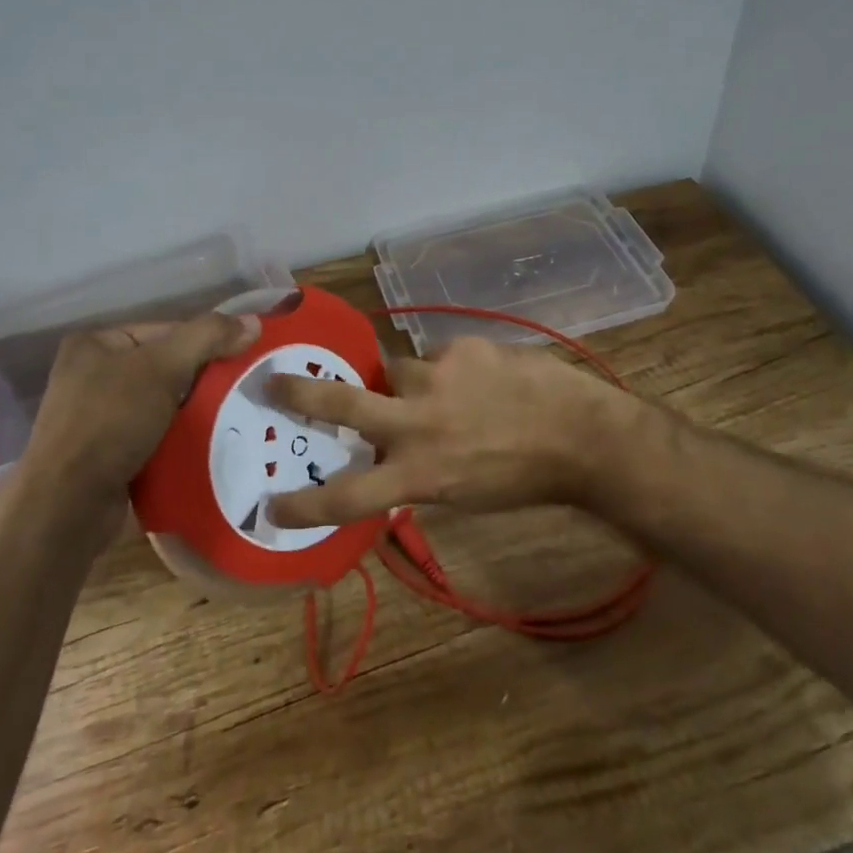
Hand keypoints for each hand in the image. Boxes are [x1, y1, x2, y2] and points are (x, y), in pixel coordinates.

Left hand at [24, 310, 260, 512]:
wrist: (67, 507)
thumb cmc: (110, 421)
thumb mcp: (163, 367)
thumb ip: (208, 337)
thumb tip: (253, 322)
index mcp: (96, 344)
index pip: (166, 331)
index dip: (205, 342)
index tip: (240, 360)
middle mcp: (91, 376)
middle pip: (165, 368)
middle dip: (202, 381)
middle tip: (240, 391)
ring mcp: (96, 419)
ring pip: (163, 405)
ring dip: (193, 414)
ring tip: (232, 418)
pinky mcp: (105, 456)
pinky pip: (154, 437)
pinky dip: (178, 440)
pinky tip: (207, 445)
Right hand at [264, 336, 636, 527]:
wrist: (582, 433)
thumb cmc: (524, 478)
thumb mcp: (464, 493)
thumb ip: (420, 471)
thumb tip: (392, 454)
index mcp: (420, 473)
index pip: (350, 495)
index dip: (306, 505)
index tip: (271, 506)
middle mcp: (418, 422)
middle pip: (345, 403)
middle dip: (301, 394)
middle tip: (273, 381)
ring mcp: (438, 377)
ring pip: (398, 371)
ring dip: (410, 384)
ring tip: (449, 394)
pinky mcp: (461, 346)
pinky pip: (440, 356)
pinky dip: (452, 369)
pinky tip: (483, 380)